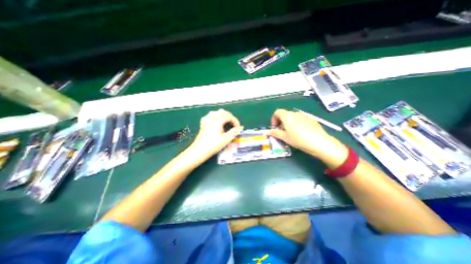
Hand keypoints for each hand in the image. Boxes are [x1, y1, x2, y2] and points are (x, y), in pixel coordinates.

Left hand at [189, 108, 244, 158]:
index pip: (229, 116)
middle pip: (223, 112)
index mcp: (217, 120)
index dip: (235, 121)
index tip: (238, 127)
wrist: (200, 150)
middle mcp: (211, 117)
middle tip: (233, 125)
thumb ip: (234, 132)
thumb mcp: (226, 139)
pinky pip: (210, 115)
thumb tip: (240, 127)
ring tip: (227, 123)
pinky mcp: (203, 123)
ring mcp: (206, 119)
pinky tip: (217, 122)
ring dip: (223, 116)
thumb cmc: (213, 145)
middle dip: (230, 117)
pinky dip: (216, 117)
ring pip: (216, 112)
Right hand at [267, 108, 346, 164]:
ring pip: (293, 117)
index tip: (275, 127)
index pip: (277, 112)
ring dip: (289, 123)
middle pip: (285, 114)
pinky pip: (300, 119)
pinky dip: (297, 123)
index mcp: (287, 116)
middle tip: (282, 131)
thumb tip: (267, 132)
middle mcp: (295, 113)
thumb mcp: (285, 137)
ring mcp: (304, 115)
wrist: (319, 142)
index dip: (273, 119)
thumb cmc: (298, 139)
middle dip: (281, 122)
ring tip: (291, 133)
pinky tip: (301, 133)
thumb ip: (275, 133)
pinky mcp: (311, 119)